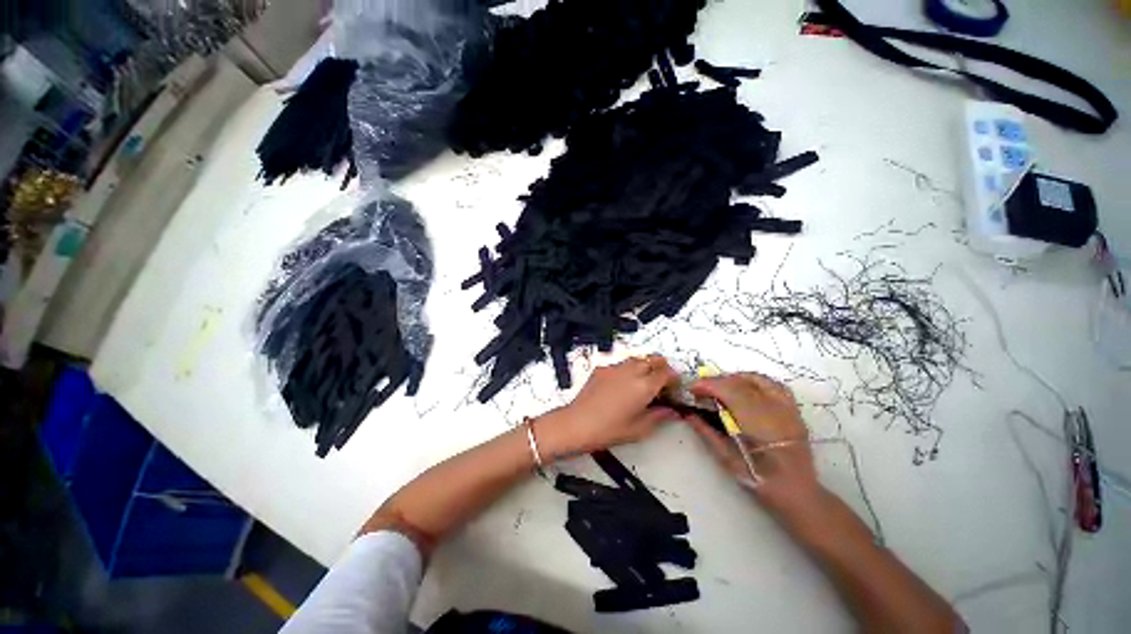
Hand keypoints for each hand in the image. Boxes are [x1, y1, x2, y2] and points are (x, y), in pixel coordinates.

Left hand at [536, 355, 679, 457]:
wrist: (578, 423)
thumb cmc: (609, 429)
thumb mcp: (639, 429)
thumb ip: (659, 416)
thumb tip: (671, 411)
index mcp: (644, 386)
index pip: (666, 373)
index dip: (673, 378)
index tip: (674, 386)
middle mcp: (631, 371)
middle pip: (652, 359)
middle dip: (661, 367)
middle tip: (662, 381)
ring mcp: (615, 368)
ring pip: (636, 359)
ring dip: (645, 365)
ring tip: (644, 380)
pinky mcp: (601, 368)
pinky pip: (620, 364)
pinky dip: (627, 369)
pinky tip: (623, 383)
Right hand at [685, 373, 822, 513]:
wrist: (797, 491)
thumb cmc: (759, 478)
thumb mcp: (727, 459)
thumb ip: (707, 433)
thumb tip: (688, 415)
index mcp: (757, 422)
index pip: (728, 390)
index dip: (707, 385)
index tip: (692, 389)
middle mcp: (773, 409)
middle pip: (739, 382)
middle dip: (715, 381)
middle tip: (700, 390)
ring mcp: (786, 407)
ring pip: (755, 379)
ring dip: (732, 379)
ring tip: (720, 388)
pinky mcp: (793, 409)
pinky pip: (772, 384)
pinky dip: (753, 381)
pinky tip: (744, 388)